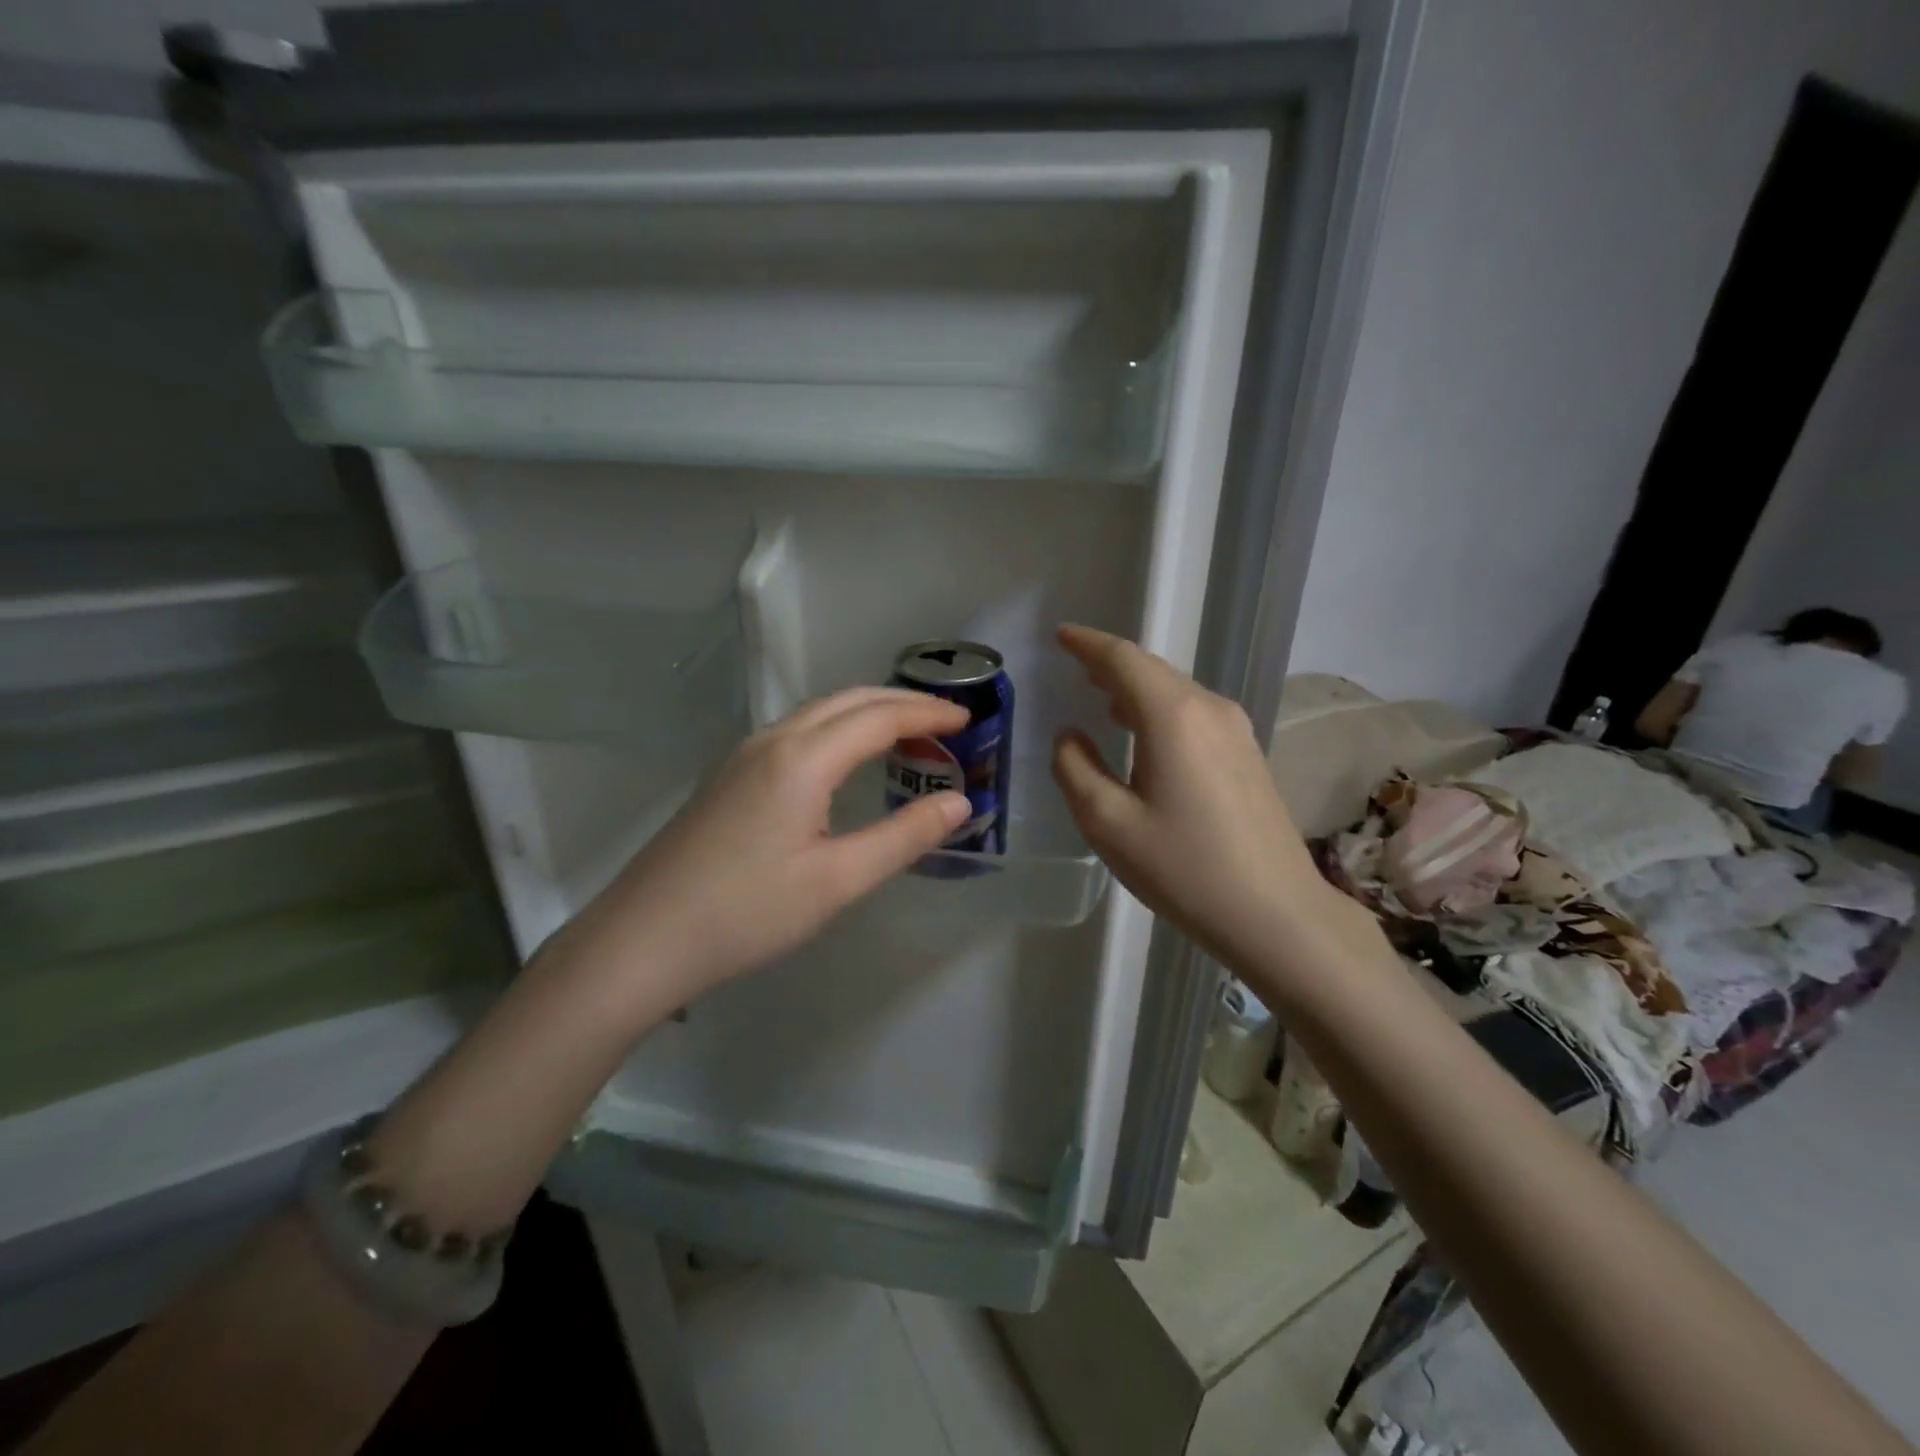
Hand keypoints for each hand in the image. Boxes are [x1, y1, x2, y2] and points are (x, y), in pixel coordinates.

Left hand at [558, 688, 971, 1003]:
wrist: (642, 939)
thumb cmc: (747, 913)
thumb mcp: (837, 881)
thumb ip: (903, 837)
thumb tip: (959, 803)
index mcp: (801, 759)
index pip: (879, 717)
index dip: (927, 713)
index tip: (969, 718)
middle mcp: (771, 741)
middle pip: (848, 701)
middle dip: (901, 702)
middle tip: (945, 722)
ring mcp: (742, 756)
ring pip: (818, 713)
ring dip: (867, 714)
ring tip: (906, 735)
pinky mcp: (727, 777)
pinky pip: (796, 733)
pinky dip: (837, 730)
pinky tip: (846, 761)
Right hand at [1051, 624, 1352, 972]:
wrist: (1276, 913)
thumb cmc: (1183, 868)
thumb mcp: (1108, 823)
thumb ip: (1075, 769)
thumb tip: (1070, 736)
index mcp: (1173, 716)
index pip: (1123, 659)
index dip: (1088, 644)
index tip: (1061, 634)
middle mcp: (1209, 709)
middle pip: (1152, 670)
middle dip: (1110, 664)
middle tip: (1075, 665)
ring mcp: (1236, 730)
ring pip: (1175, 692)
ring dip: (1135, 688)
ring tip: (1101, 697)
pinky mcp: (1248, 754)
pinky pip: (1193, 714)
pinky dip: (1159, 711)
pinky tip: (1144, 734)